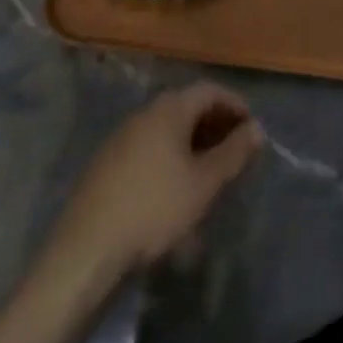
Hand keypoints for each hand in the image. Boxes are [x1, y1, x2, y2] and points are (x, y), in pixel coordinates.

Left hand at [42, 83, 263, 281]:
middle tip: (234, 152)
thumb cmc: (154, 209)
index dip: (235, 105)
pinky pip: (148, 147)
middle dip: (215, 124)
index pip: (210, 90)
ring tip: (208, 172)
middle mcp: (144, 113)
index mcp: (169, 109)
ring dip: (192, 142)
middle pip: (187, 106)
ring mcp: (121, 137)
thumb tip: (257, 128)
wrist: (86, 252)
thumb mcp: (204, 184)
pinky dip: (169, 156)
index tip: (251, 130)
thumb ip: (234, 152)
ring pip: (167, 128)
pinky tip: (173, 188)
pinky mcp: (106, 164)